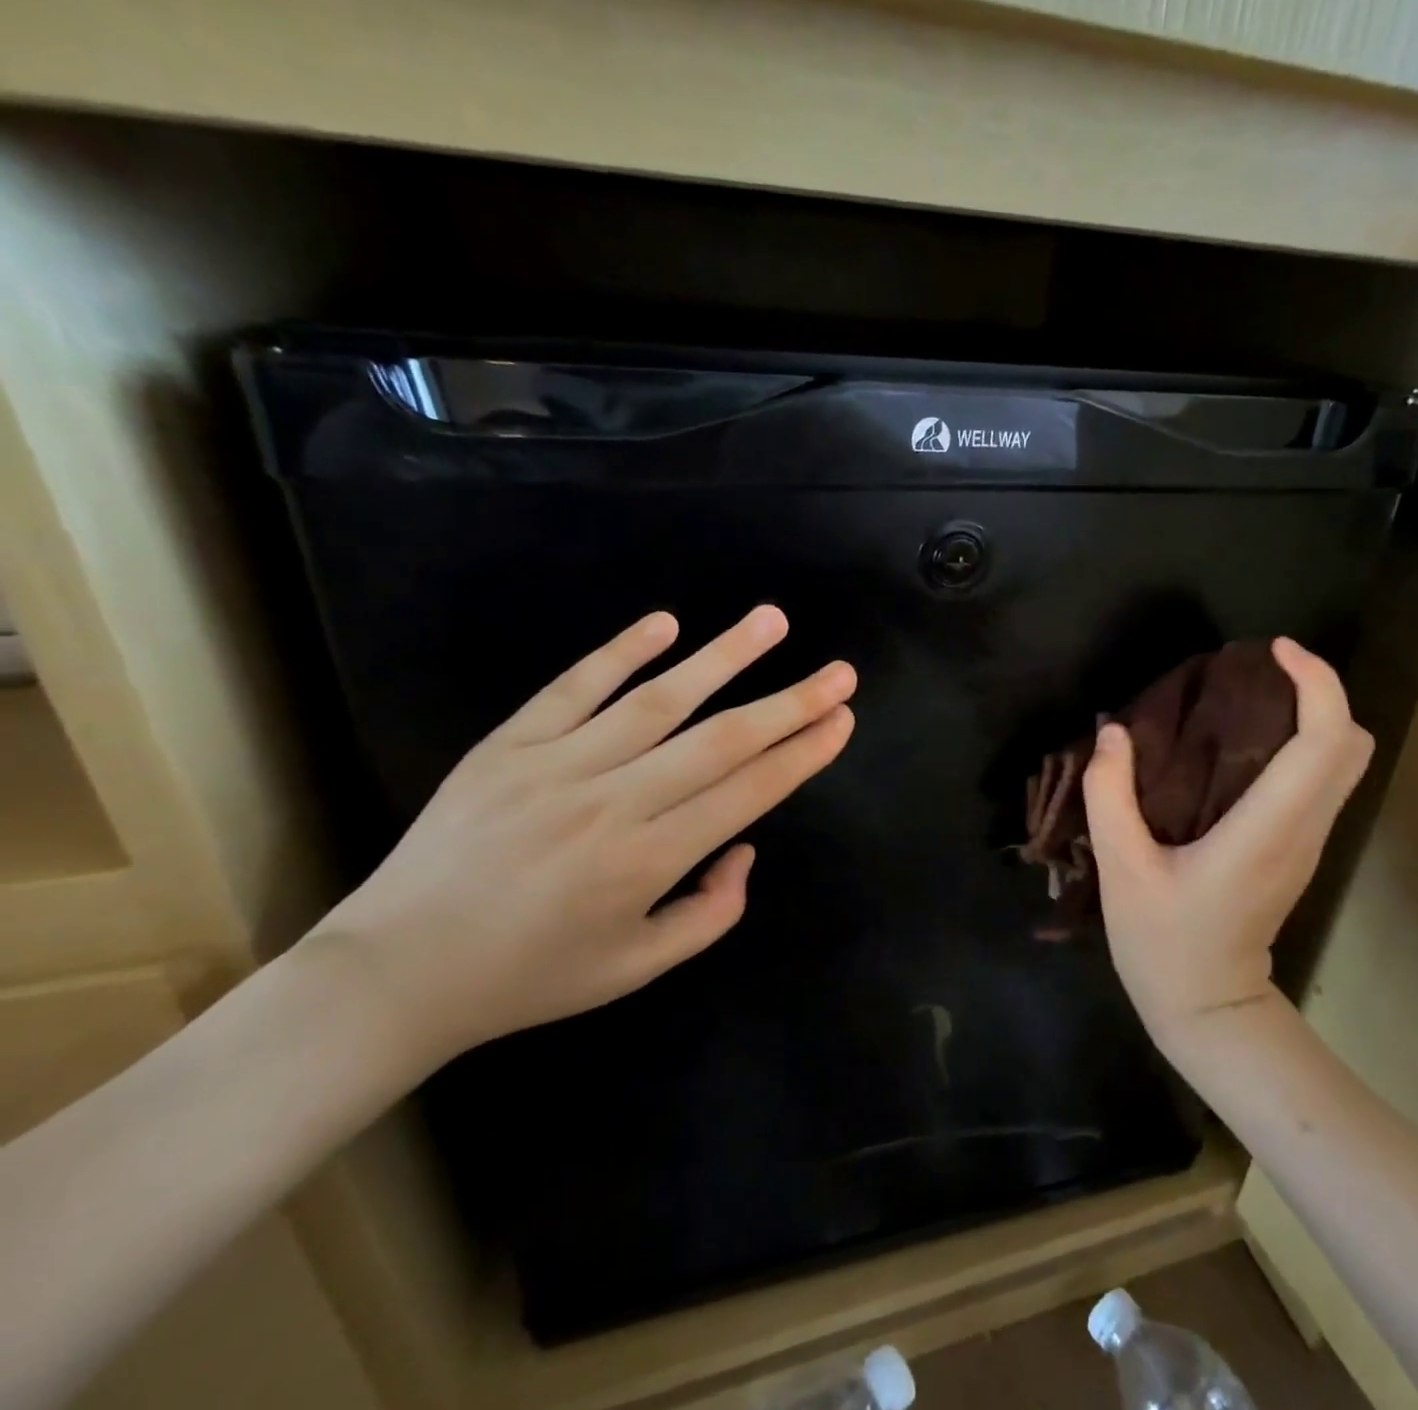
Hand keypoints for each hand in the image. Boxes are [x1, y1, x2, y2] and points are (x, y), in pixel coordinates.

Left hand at [298, 606, 855, 1074]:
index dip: (803, 753)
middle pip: (721, 740)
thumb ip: (710, 913)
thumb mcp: (635, 968)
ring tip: (772, 620)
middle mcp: (613, 804)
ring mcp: (557, 766)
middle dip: (790, 703)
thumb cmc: (529, 976)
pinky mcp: (509, 744)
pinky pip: (574, 687)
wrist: (396, 971)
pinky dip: (622, 651)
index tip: (842, 719)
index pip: (748, 792)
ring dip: (724, 657)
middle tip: (839, 672)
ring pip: (659, 700)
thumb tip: (743, 846)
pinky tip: (666, 623)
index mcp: (648, 862)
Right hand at [1082, 638, 1372, 1050]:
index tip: (1275, 650)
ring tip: (1250, 695)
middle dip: (1321, 692)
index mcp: (1266, 830)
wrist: (1209, 1010)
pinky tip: (1245, 741)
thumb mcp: (1120, 870)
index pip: (1325, 743)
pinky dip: (1302, 743)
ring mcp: (1307, 843)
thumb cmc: (1164, 944)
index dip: (1316, 684)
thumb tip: (1113, 732)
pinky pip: (1320, 780)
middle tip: (1262, 669)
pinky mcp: (1297, 849)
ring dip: (1312, 716)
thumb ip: (1109, 796)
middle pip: (1352, 746)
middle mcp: (1302, 830)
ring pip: (1344, 763)